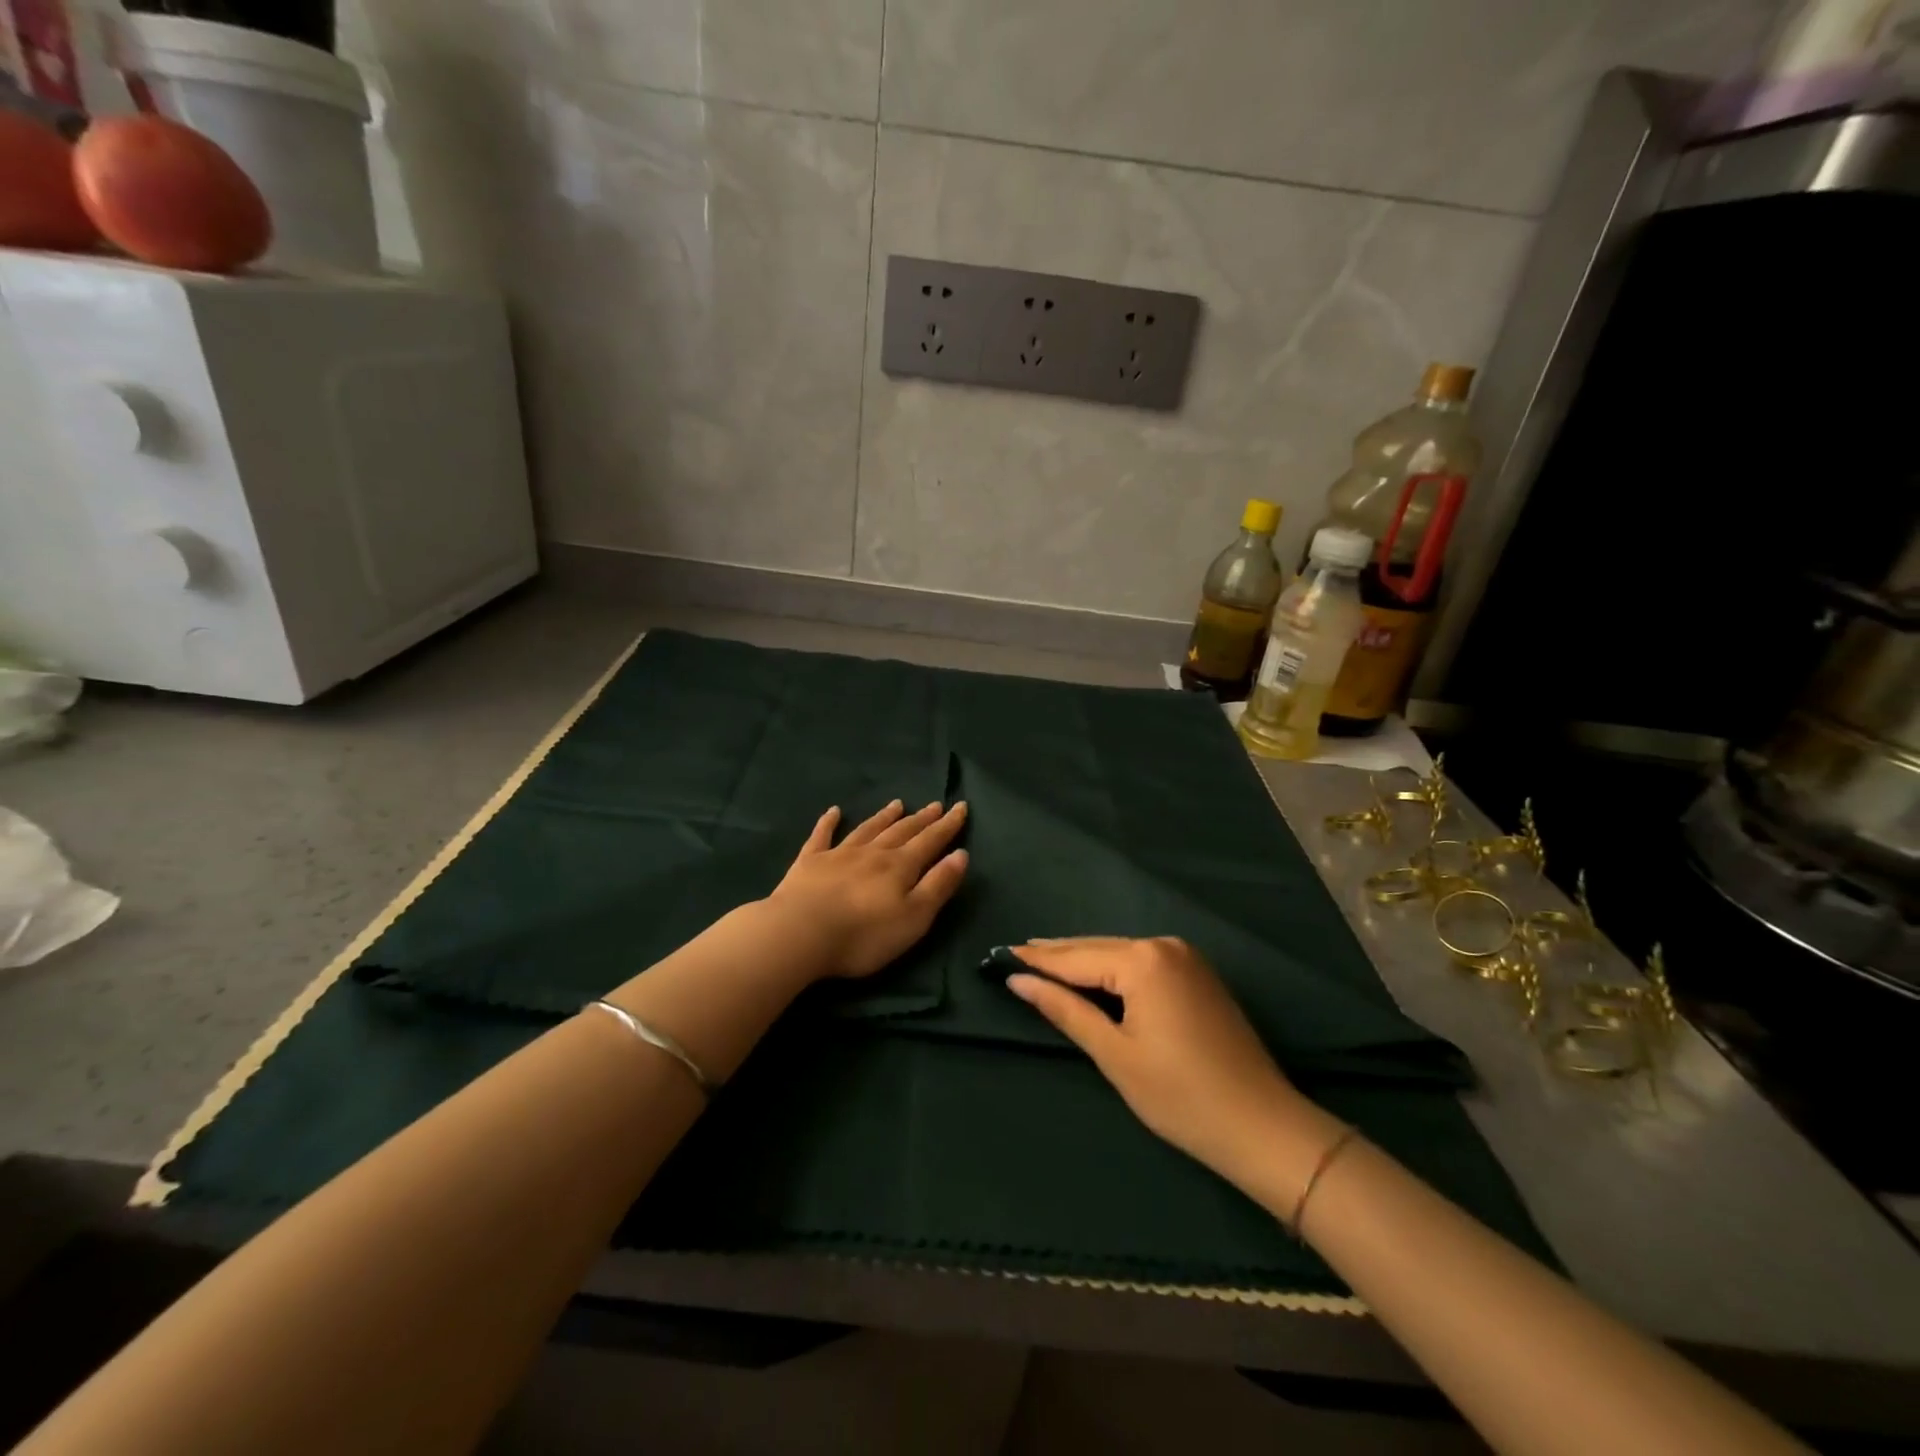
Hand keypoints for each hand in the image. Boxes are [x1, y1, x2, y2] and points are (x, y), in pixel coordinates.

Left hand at [767, 800, 969, 979]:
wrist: (800, 933)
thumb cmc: (864, 934)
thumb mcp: (914, 917)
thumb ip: (938, 885)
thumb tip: (961, 854)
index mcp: (900, 867)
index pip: (930, 842)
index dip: (947, 826)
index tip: (960, 807)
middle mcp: (872, 853)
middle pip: (901, 831)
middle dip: (921, 819)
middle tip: (935, 804)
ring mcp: (838, 855)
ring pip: (867, 830)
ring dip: (884, 817)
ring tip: (897, 803)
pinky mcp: (809, 863)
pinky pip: (821, 836)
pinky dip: (828, 822)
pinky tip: (834, 812)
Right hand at [1007, 937, 1330, 1189]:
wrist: (1262, 1126)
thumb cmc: (1180, 1096)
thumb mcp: (1114, 1054)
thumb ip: (1065, 1010)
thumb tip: (1019, 981)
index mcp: (1143, 961)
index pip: (1076, 957)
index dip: (1037, 960)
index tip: (1000, 954)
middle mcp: (1164, 945)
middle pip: (1097, 948)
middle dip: (1057, 955)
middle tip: (1016, 955)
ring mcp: (1186, 957)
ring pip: (1120, 953)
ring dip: (1084, 961)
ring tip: (1043, 963)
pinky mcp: (1198, 973)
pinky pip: (1142, 962)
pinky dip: (1113, 969)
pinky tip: (1092, 975)